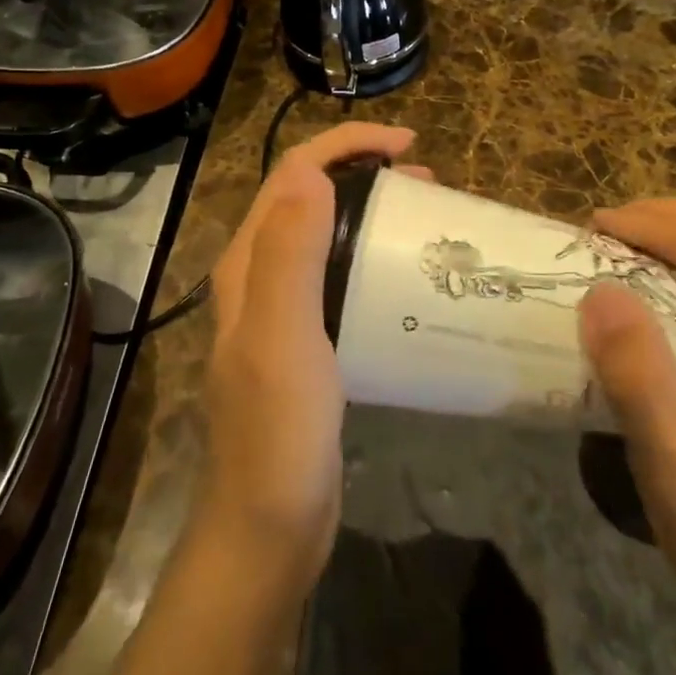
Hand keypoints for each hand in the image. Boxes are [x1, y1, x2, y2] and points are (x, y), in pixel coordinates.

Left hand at [199, 121, 418, 592]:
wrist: (268, 529)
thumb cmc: (278, 434)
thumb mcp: (283, 338)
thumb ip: (289, 253)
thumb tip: (312, 172)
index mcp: (248, 263)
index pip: (293, 173)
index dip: (347, 145)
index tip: (408, 147)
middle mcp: (259, 276)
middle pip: (310, 197)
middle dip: (364, 172)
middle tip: (427, 184)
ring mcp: (283, 310)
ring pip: (327, 234)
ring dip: (372, 211)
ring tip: (425, 218)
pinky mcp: (308, 342)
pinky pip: (340, 277)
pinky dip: (373, 256)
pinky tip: (406, 278)